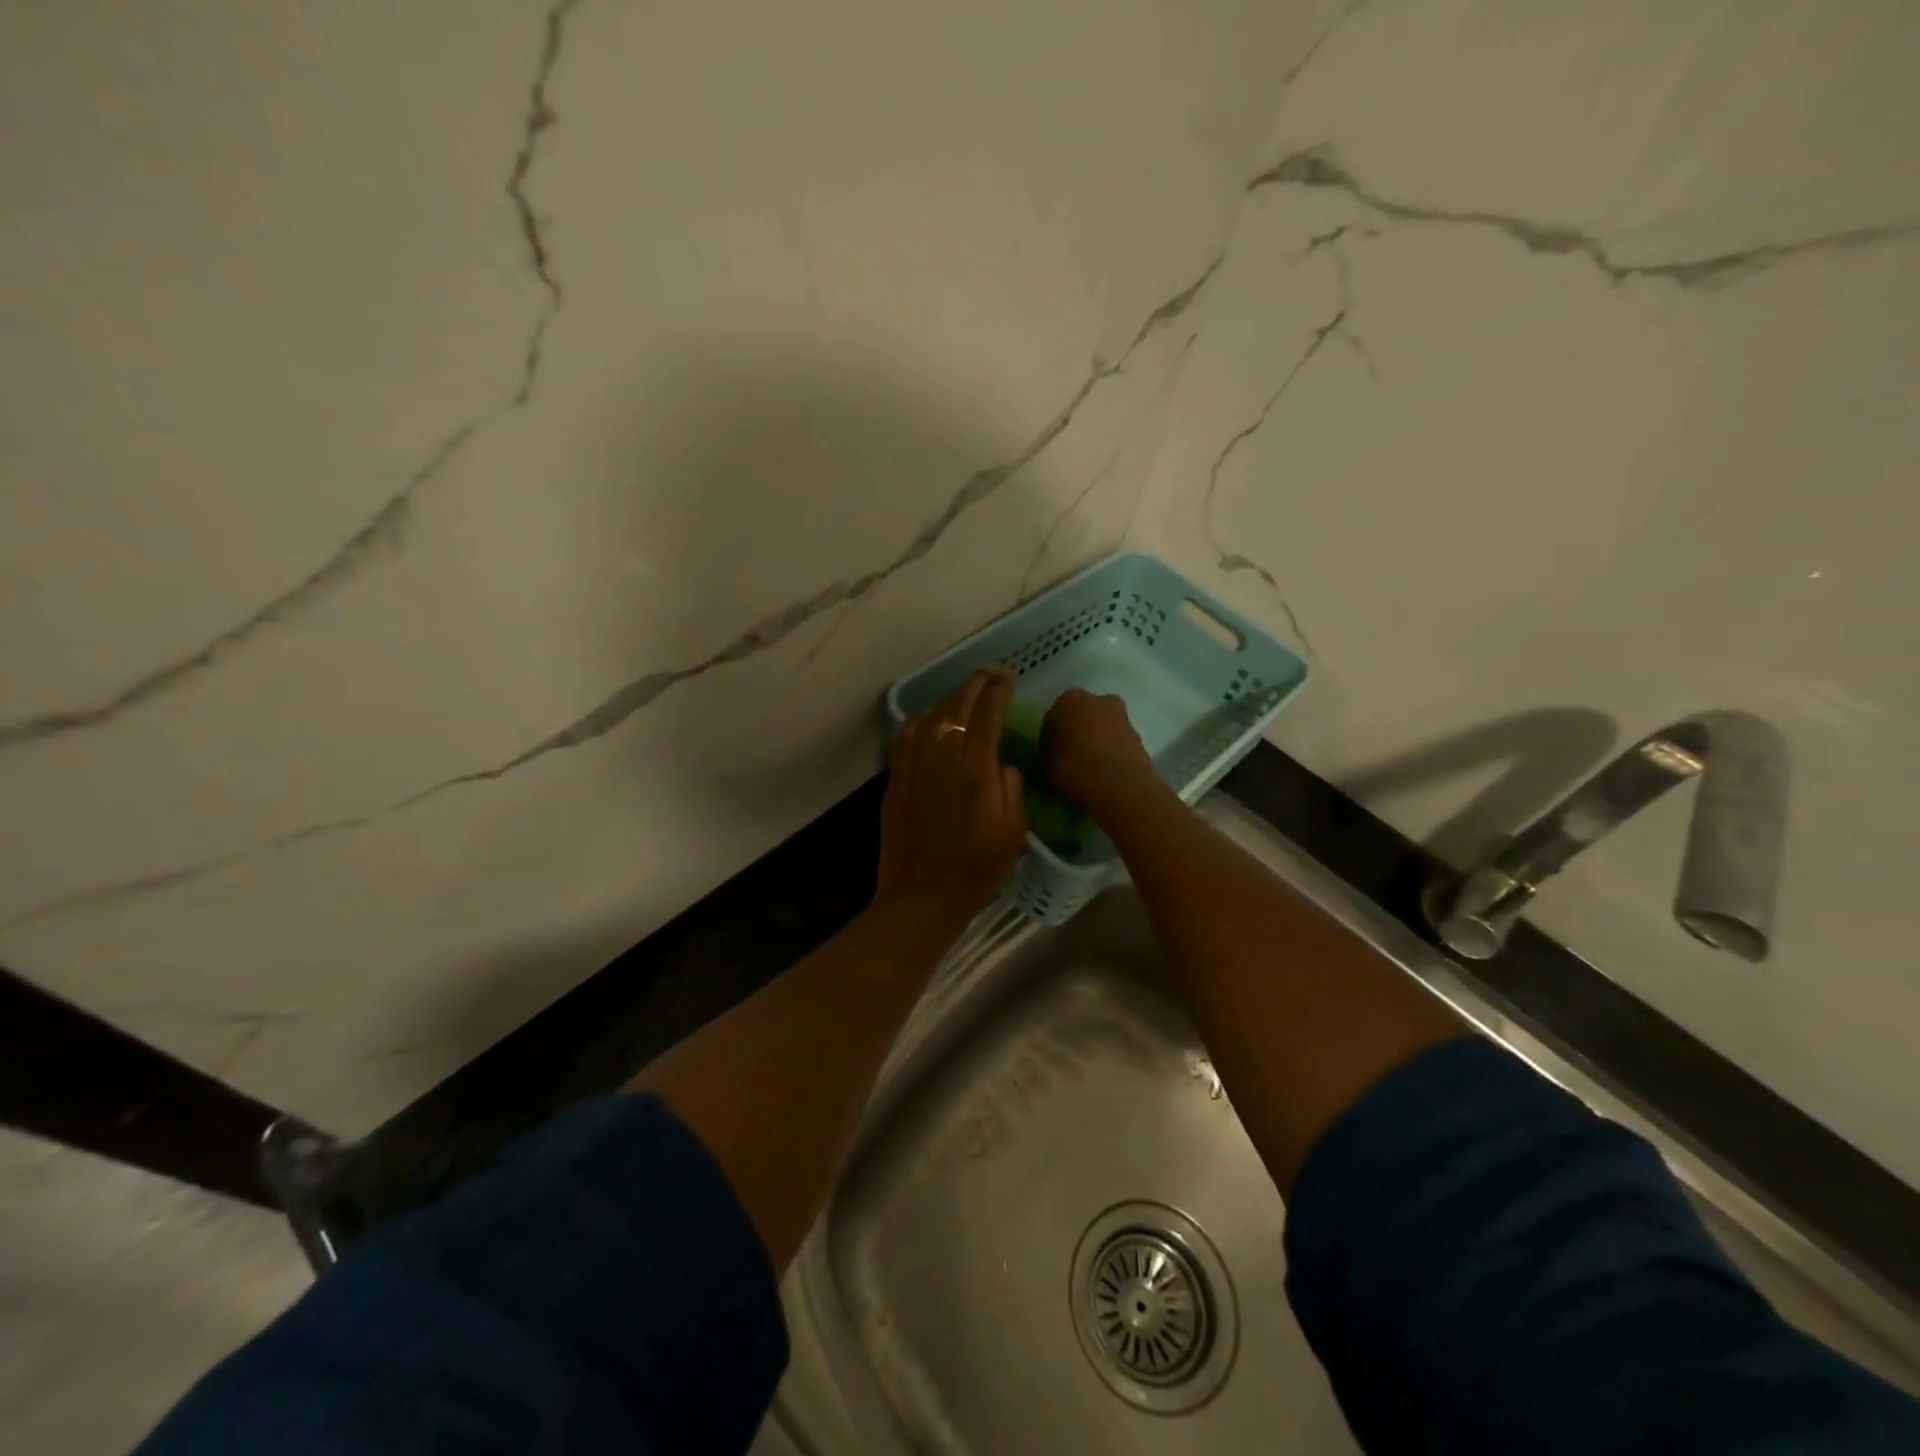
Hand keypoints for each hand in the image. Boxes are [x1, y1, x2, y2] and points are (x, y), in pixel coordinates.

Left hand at [874, 670, 1027, 935]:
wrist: (923, 894)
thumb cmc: (977, 866)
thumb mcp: (1014, 828)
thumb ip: (1011, 784)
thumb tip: (1000, 760)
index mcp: (976, 766)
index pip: (988, 711)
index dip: (999, 688)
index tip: (1008, 675)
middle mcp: (943, 754)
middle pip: (957, 704)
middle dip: (975, 683)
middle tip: (990, 675)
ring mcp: (914, 764)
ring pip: (931, 715)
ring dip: (950, 698)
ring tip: (965, 694)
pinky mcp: (896, 777)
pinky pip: (907, 735)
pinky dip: (922, 720)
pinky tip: (931, 722)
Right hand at [1040, 689, 1158, 818]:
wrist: (1117, 784)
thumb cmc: (1071, 768)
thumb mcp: (1044, 762)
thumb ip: (1049, 748)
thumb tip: (1055, 748)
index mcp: (1069, 700)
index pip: (1055, 715)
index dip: (1053, 734)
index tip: (1053, 753)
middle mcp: (1098, 700)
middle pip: (1084, 715)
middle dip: (1080, 731)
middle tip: (1073, 756)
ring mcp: (1122, 717)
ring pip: (1104, 727)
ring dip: (1099, 741)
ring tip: (1092, 768)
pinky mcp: (1140, 736)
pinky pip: (1118, 743)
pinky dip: (1113, 753)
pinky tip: (1107, 772)